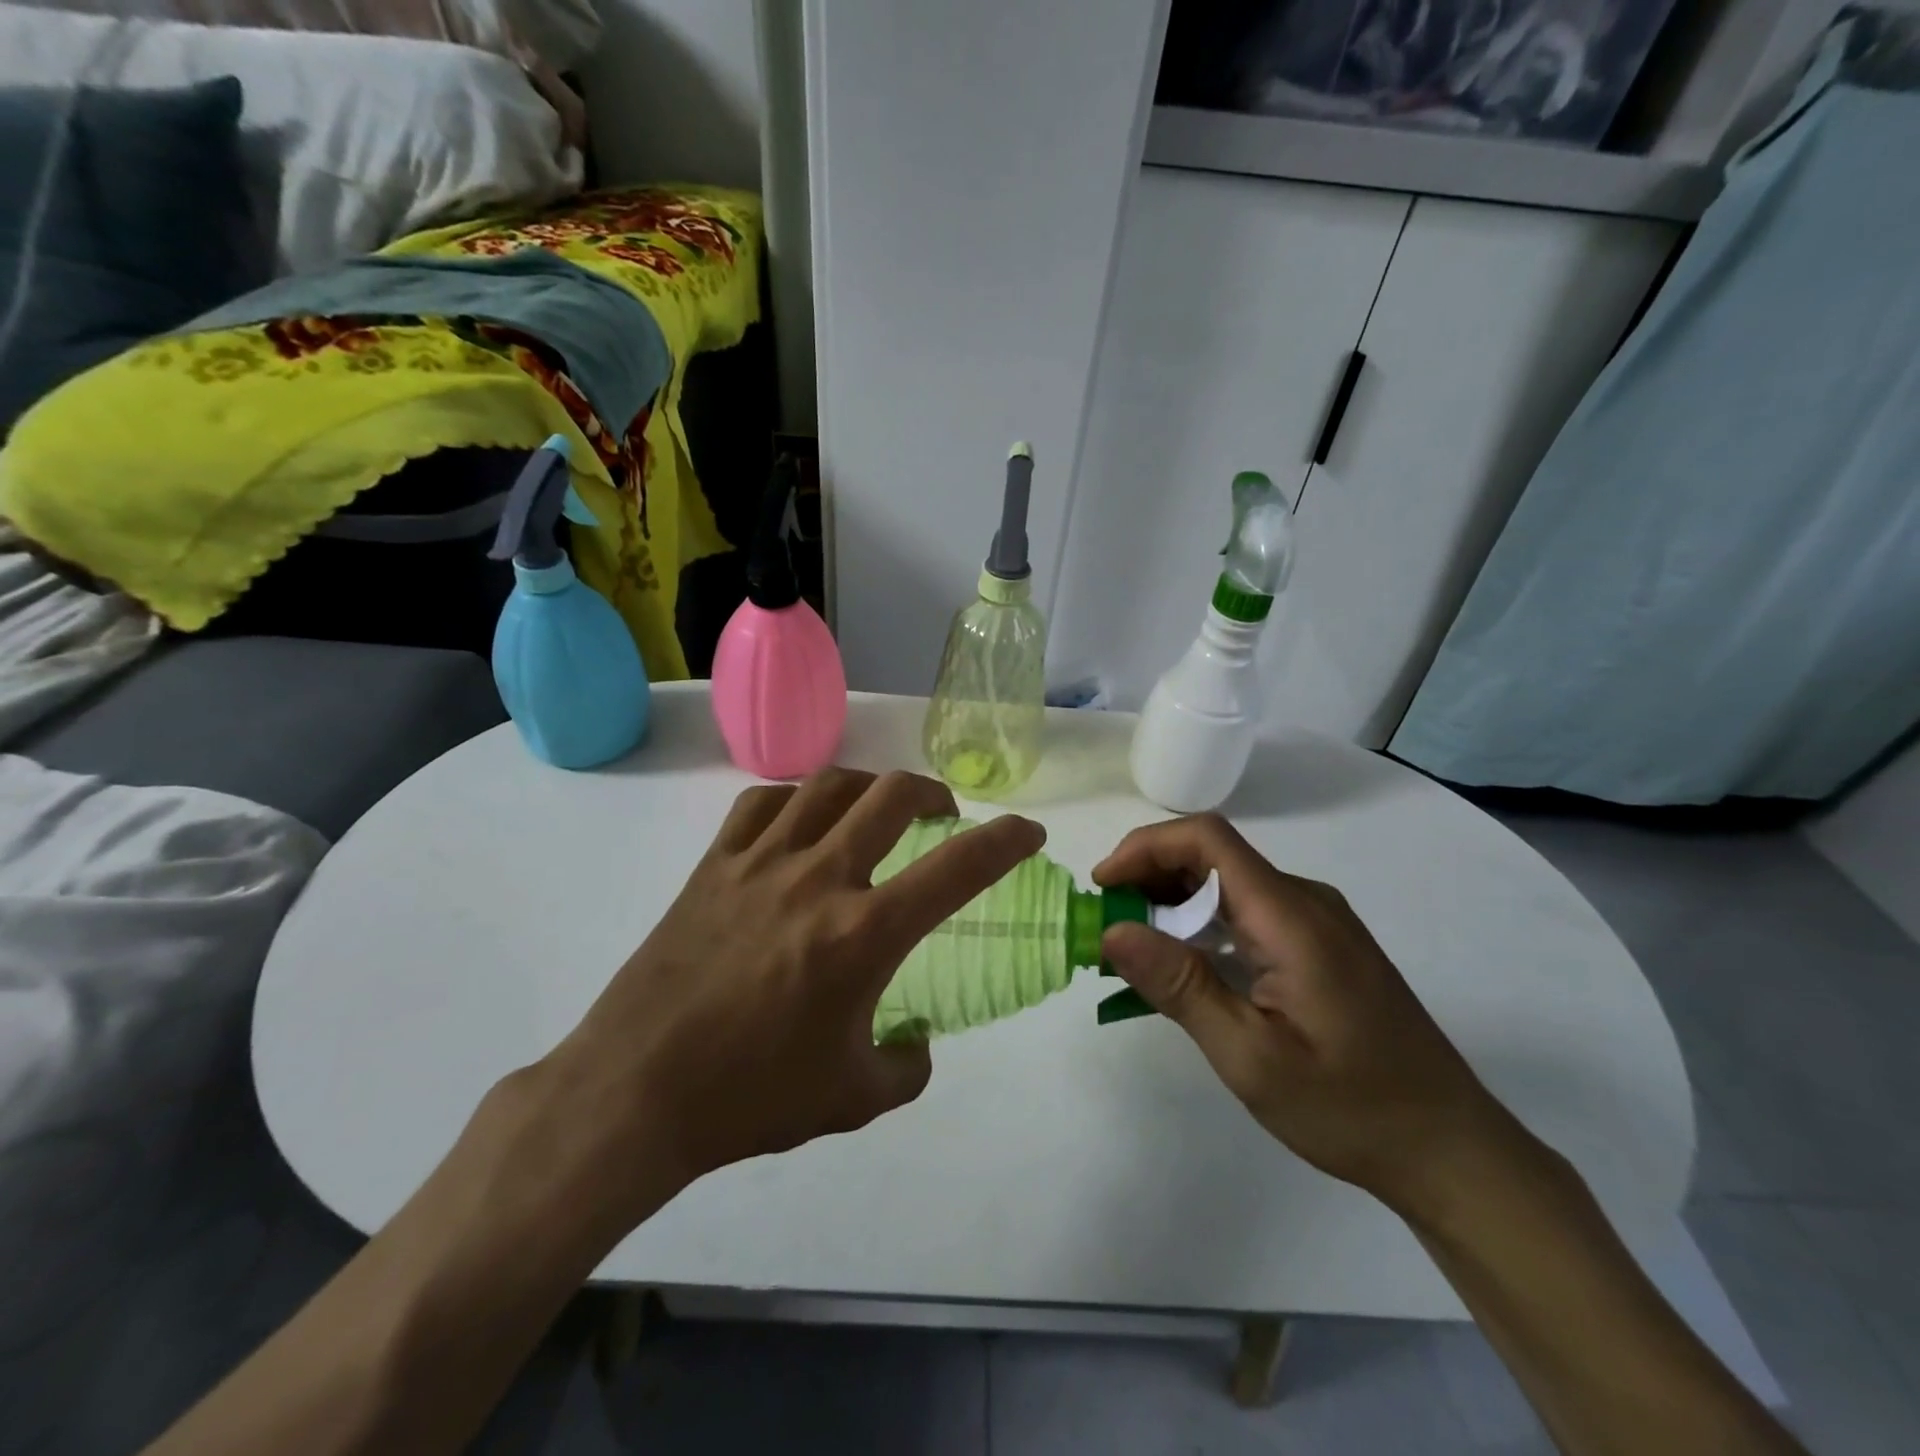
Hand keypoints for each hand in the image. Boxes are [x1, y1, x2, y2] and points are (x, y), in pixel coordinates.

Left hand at [531, 768, 1043, 1227]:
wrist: (636, 1092)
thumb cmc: (751, 1098)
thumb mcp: (852, 1098)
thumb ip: (907, 1068)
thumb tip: (918, 1043)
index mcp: (863, 934)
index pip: (958, 867)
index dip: (1006, 840)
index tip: (1027, 831)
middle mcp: (819, 878)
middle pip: (893, 795)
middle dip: (934, 793)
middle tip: (943, 815)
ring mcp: (761, 862)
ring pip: (829, 784)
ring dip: (869, 786)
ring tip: (877, 809)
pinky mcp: (714, 864)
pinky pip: (764, 802)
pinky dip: (797, 799)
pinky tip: (802, 822)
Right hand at [1094, 814, 1519, 1216]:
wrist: (1450, 1149)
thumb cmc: (1350, 1107)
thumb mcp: (1251, 1056)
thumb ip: (1180, 986)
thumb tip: (1113, 931)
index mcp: (1290, 916)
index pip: (1207, 839)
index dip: (1145, 847)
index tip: (1103, 886)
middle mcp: (1305, 901)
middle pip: (1213, 856)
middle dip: (1149, 876)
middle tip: (1108, 926)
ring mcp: (1318, 921)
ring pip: (1228, 883)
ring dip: (1172, 902)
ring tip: (1134, 948)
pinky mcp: (1321, 945)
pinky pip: (1249, 911)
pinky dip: (1202, 924)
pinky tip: (1184, 966)